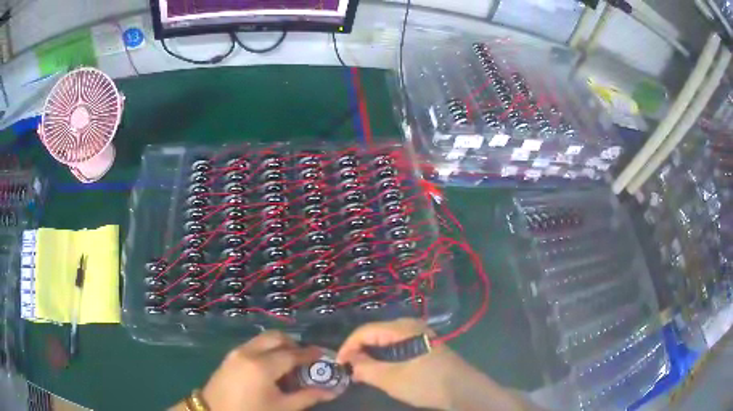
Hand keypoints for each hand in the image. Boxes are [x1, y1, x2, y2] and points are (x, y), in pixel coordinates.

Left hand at [201, 331, 336, 410]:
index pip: (292, 354)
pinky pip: (253, 345)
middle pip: (275, 337)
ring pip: (263, 339)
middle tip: (304, 358)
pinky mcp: (230, 356)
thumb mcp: (282, 408)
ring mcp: (237, 352)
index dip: (309, 353)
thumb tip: (330, 391)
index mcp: (263, 366)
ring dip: (279, 345)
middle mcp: (249, 352)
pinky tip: (271, 367)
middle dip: (293, 343)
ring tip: (288, 363)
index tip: (322, 353)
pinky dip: (266, 349)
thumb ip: (307, 397)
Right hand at [337, 318, 527, 410]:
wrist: (462, 389)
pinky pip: (397, 346)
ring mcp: (420, 334)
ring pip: (386, 340)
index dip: (348, 347)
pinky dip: (385, 356)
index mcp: (402, 328)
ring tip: (361, 371)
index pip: (364, 331)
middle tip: (349, 369)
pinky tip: (381, 369)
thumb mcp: (390, 378)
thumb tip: (349, 364)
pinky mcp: (425, 345)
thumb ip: (365, 369)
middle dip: (359, 351)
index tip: (338, 365)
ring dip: (371, 355)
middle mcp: (410, 325)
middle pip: (375, 333)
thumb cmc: (426, 382)